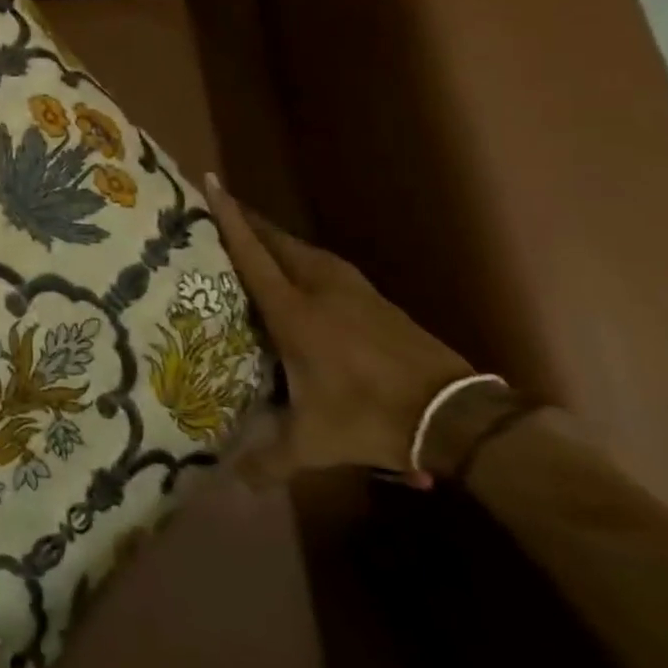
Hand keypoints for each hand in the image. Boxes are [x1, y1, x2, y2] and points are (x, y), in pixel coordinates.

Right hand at [207, 175, 473, 485]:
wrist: (455, 415)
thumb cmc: (372, 417)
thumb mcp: (316, 443)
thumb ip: (270, 460)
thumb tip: (233, 485)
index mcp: (295, 312)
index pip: (253, 255)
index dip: (229, 219)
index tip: (211, 182)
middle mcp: (320, 289)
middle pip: (277, 241)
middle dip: (248, 221)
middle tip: (222, 208)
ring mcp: (353, 290)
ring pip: (304, 250)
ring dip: (277, 238)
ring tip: (257, 238)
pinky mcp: (376, 299)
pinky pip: (327, 264)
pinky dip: (304, 258)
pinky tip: (304, 271)